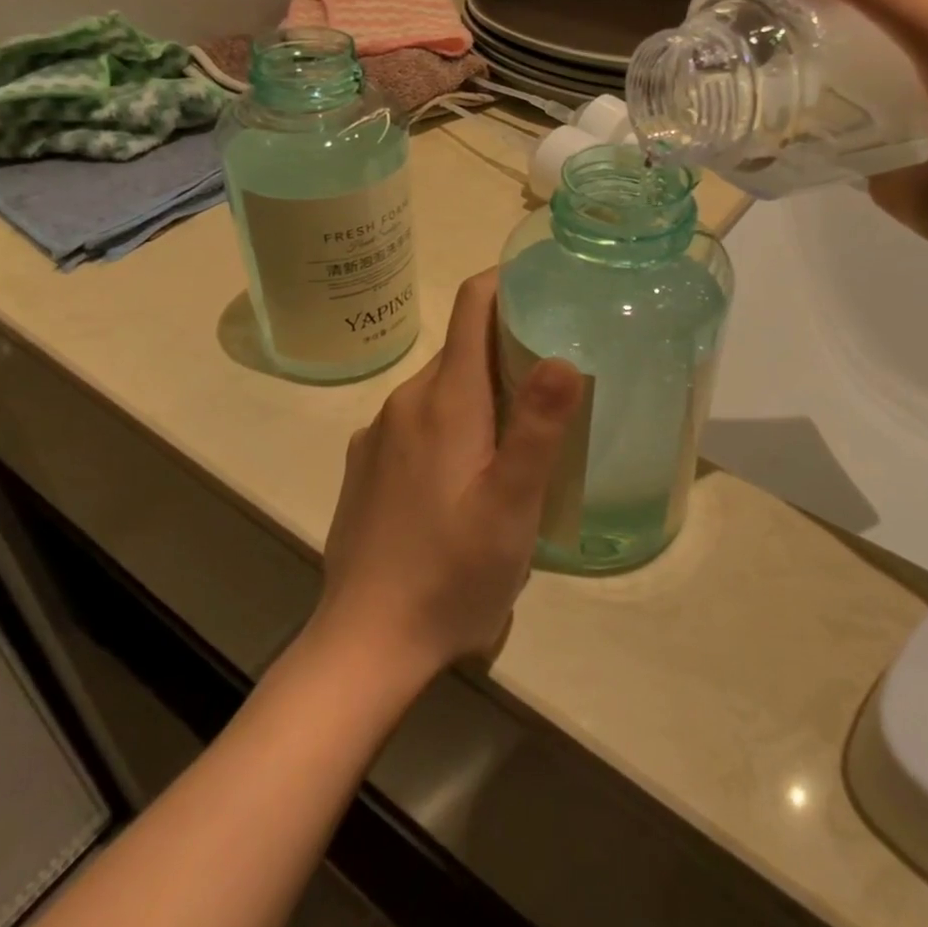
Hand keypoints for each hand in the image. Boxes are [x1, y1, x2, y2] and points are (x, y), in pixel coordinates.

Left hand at [311, 270, 583, 684]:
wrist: (365, 643)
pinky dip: (452, 423)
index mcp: (444, 399)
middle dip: (507, 348)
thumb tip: (562, 355)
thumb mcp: (512, 505)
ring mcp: (379, 434)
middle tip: (556, 377)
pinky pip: (418, 422)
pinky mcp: (367, 465)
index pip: (472, 306)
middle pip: (461, 348)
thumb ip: (539, 427)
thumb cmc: (451, 574)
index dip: (507, 283)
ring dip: (482, 393)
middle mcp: (405, 402)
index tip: (546, 287)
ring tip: (522, 432)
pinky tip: (469, 474)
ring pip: (441, 388)